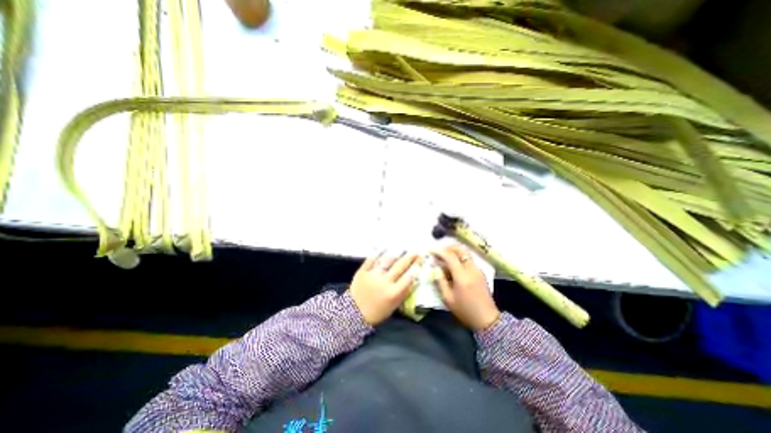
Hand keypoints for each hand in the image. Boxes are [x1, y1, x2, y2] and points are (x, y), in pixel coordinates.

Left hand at [352, 250, 418, 324]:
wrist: (354, 314)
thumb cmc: (377, 312)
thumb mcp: (394, 305)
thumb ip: (403, 292)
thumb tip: (413, 279)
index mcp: (394, 293)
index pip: (408, 277)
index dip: (416, 267)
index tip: (421, 260)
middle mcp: (385, 282)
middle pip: (400, 267)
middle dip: (409, 258)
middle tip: (416, 251)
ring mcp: (373, 275)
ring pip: (387, 261)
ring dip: (396, 253)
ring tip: (402, 249)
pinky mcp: (363, 271)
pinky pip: (371, 259)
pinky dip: (377, 253)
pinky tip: (383, 248)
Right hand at [431, 243, 503, 331]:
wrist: (487, 319)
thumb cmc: (465, 311)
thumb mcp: (448, 299)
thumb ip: (440, 281)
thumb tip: (436, 268)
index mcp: (462, 276)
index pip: (450, 257)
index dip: (439, 251)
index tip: (431, 251)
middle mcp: (471, 269)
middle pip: (460, 250)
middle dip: (448, 247)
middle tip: (439, 251)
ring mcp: (478, 270)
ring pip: (465, 253)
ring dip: (454, 252)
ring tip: (444, 258)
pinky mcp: (480, 273)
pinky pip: (468, 260)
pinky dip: (459, 258)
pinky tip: (453, 266)